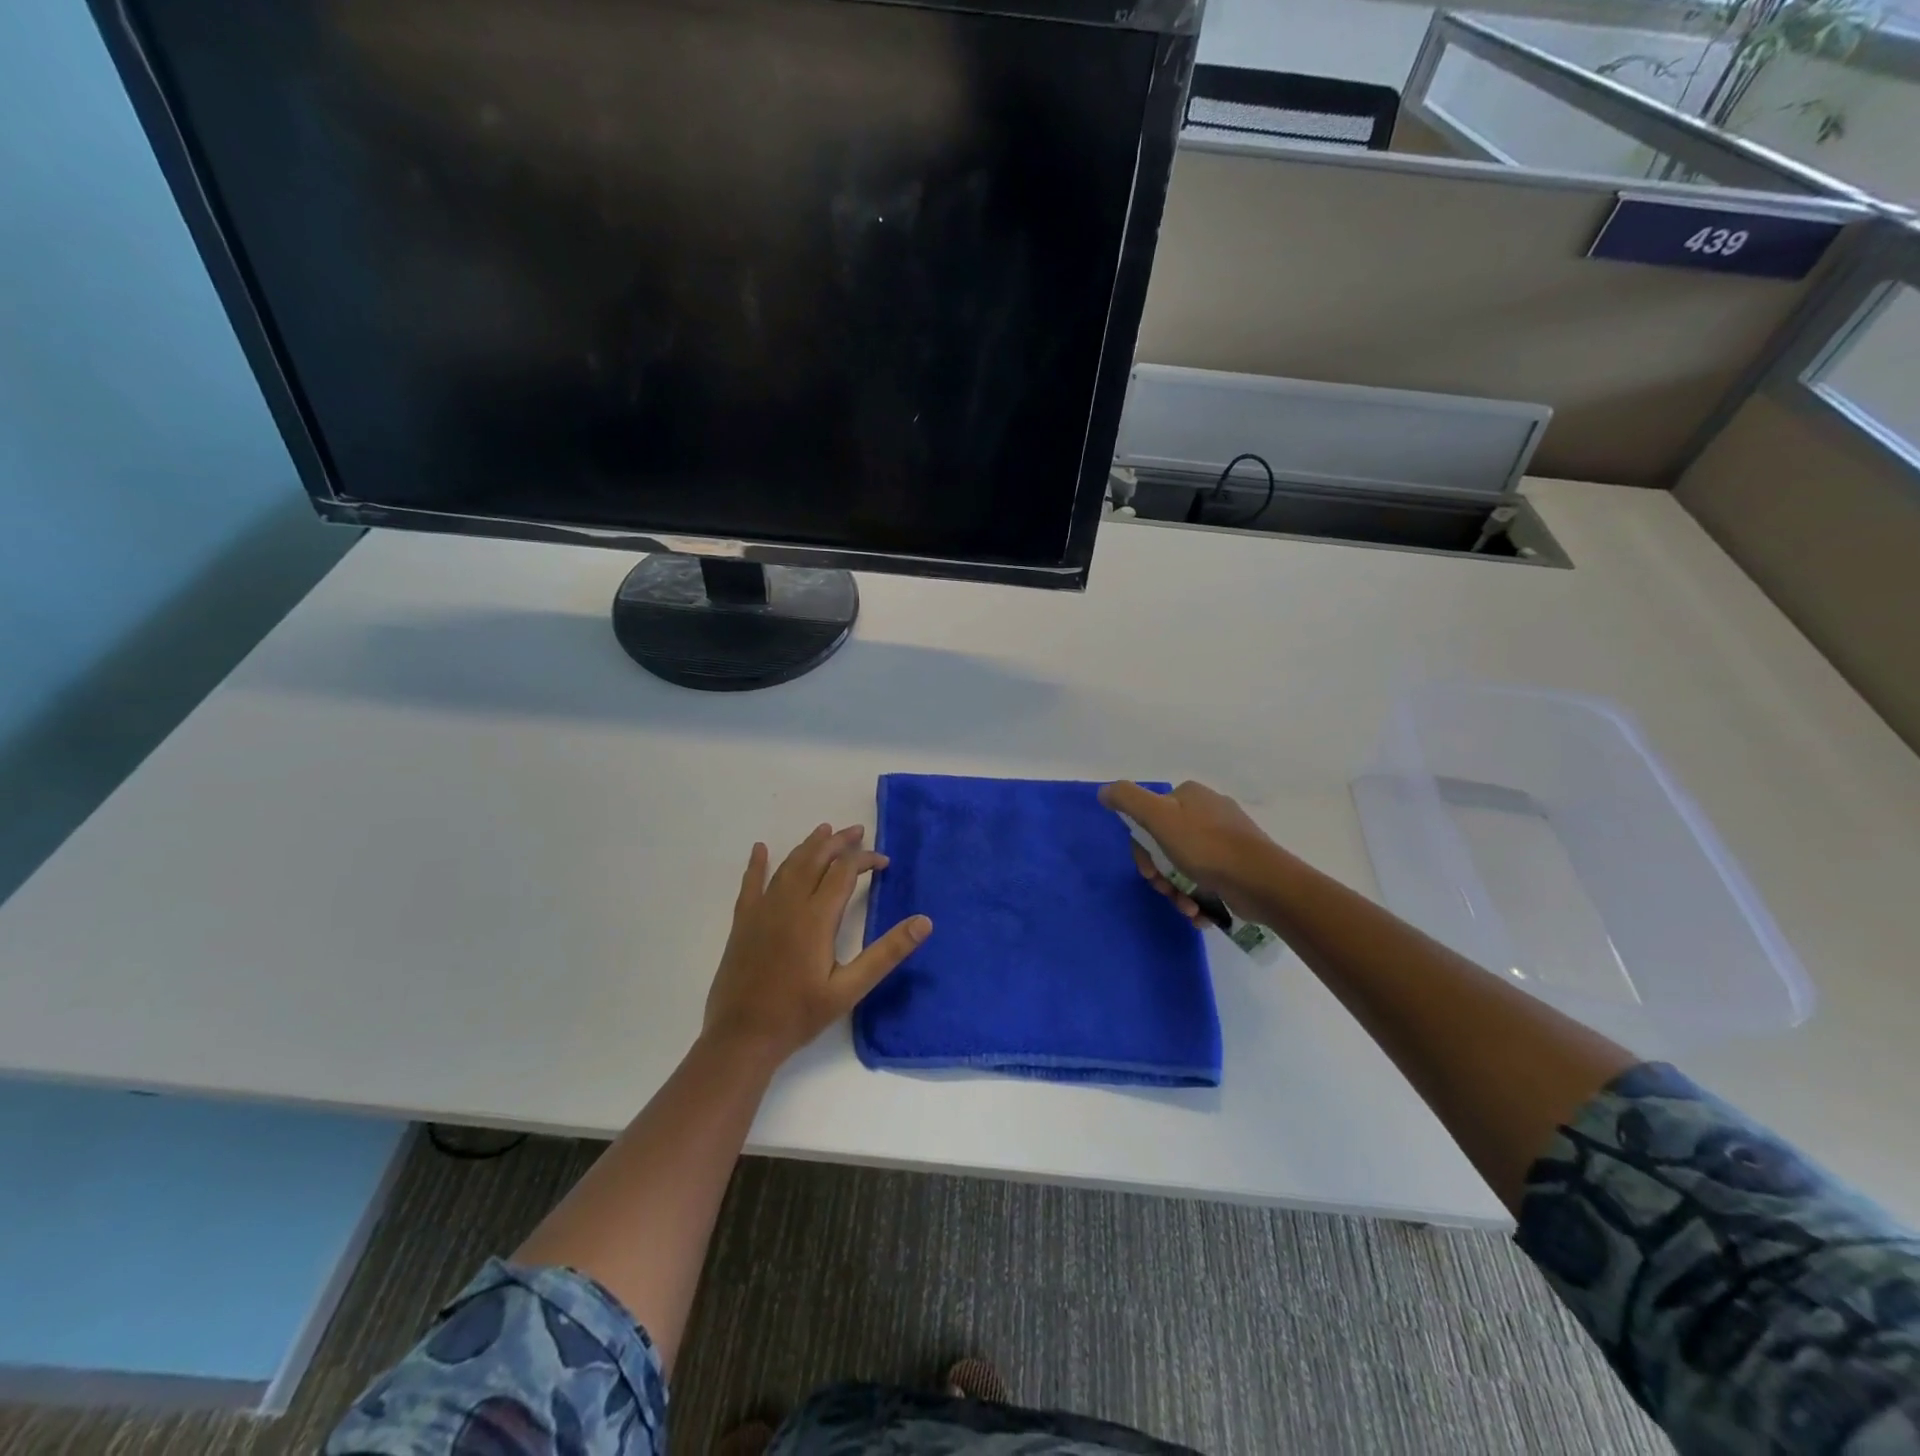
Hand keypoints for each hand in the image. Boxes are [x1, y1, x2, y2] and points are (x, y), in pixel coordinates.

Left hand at [702, 824, 931, 1065]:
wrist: (741, 1037)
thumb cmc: (799, 1015)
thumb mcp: (850, 989)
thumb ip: (886, 952)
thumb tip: (924, 922)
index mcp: (816, 917)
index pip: (845, 872)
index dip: (866, 859)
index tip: (884, 862)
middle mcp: (789, 904)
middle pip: (816, 859)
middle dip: (838, 842)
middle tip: (857, 831)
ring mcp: (762, 911)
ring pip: (788, 866)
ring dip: (808, 846)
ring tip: (824, 831)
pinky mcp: (743, 922)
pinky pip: (750, 884)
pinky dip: (758, 864)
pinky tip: (760, 849)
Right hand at [1099, 780, 1277, 925]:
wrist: (1263, 882)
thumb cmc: (1206, 848)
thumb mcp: (1158, 817)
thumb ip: (1128, 800)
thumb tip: (1104, 791)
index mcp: (1190, 796)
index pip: (1150, 819)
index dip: (1143, 849)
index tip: (1149, 872)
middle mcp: (1209, 812)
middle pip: (1167, 846)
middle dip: (1163, 875)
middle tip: (1167, 891)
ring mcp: (1228, 839)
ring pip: (1186, 866)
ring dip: (1180, 892)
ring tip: (1189, 908)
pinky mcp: (1240, 865)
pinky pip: (1208, 880)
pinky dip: (1200, 899)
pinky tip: (1202, 913)